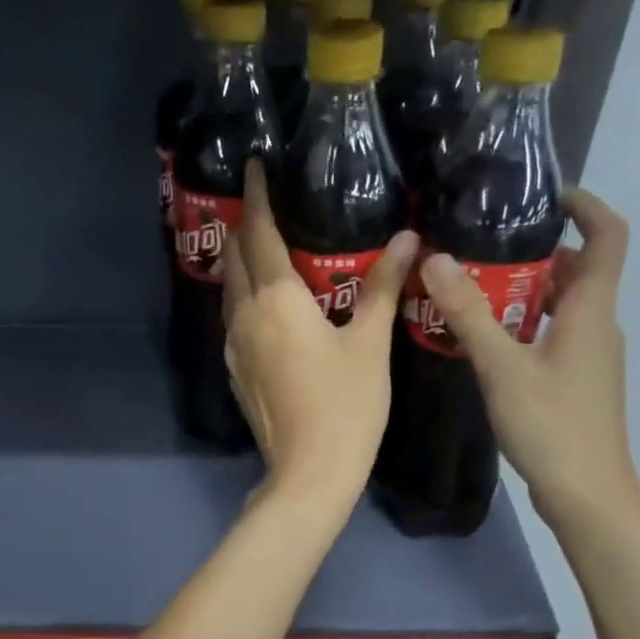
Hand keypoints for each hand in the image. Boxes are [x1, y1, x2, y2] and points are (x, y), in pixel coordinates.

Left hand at [223, 160, 418, 512]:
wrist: (309, 472)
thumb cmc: (346, 405)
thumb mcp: (369, 343)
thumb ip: (383, 287)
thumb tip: (409, 240)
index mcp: (276, 299)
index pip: (261, 233)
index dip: (257, 196)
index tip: (254, 166)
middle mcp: (245, 315)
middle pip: (237, 256)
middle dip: (246, 224)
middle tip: (263, 201)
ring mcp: (234, 345)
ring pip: (230, 288)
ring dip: (242, 261)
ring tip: (263, 244)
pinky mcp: (235, 370)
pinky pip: (234, 317)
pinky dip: (245, 295)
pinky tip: (266, 302)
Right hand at [417, 188, 639, 530]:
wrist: (588, 496)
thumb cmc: (551, 426)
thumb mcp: (501, 367)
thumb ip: (469, 313)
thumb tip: (436, 258)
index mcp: (591, 310)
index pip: (608, 236)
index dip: (585, 206)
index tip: (543, 195)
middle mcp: (598, 325)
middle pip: (579, 269)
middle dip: (536, 250)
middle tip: (483, 245)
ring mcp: (591, 356)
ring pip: (562, 304)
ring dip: (526, 289)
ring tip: (473, 286)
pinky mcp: (578, 381)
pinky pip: (554, 333)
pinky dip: (525, 322)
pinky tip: (485, 339)